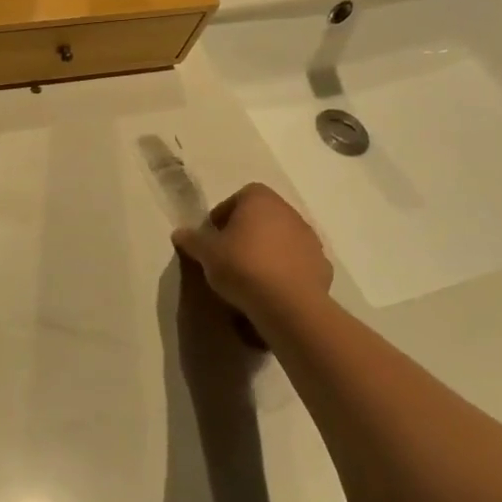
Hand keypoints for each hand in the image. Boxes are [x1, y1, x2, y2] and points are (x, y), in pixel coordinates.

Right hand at [173, 183, 332, 322]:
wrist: (288, 305)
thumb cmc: (242, 266)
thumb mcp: (206, 253)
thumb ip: (192, 240)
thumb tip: (179, 233)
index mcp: (260, 200)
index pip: (240, 197)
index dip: (224, 214)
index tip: (215, 235)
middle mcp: (289, 212)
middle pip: (263, 216)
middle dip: (247, 231)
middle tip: (229, 254)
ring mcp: (310, 239)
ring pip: (282, 238)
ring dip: (268, 250)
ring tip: (250, 274)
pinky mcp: (322, 266)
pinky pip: (297, 262)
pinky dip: (286, 270)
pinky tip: (272, 288)